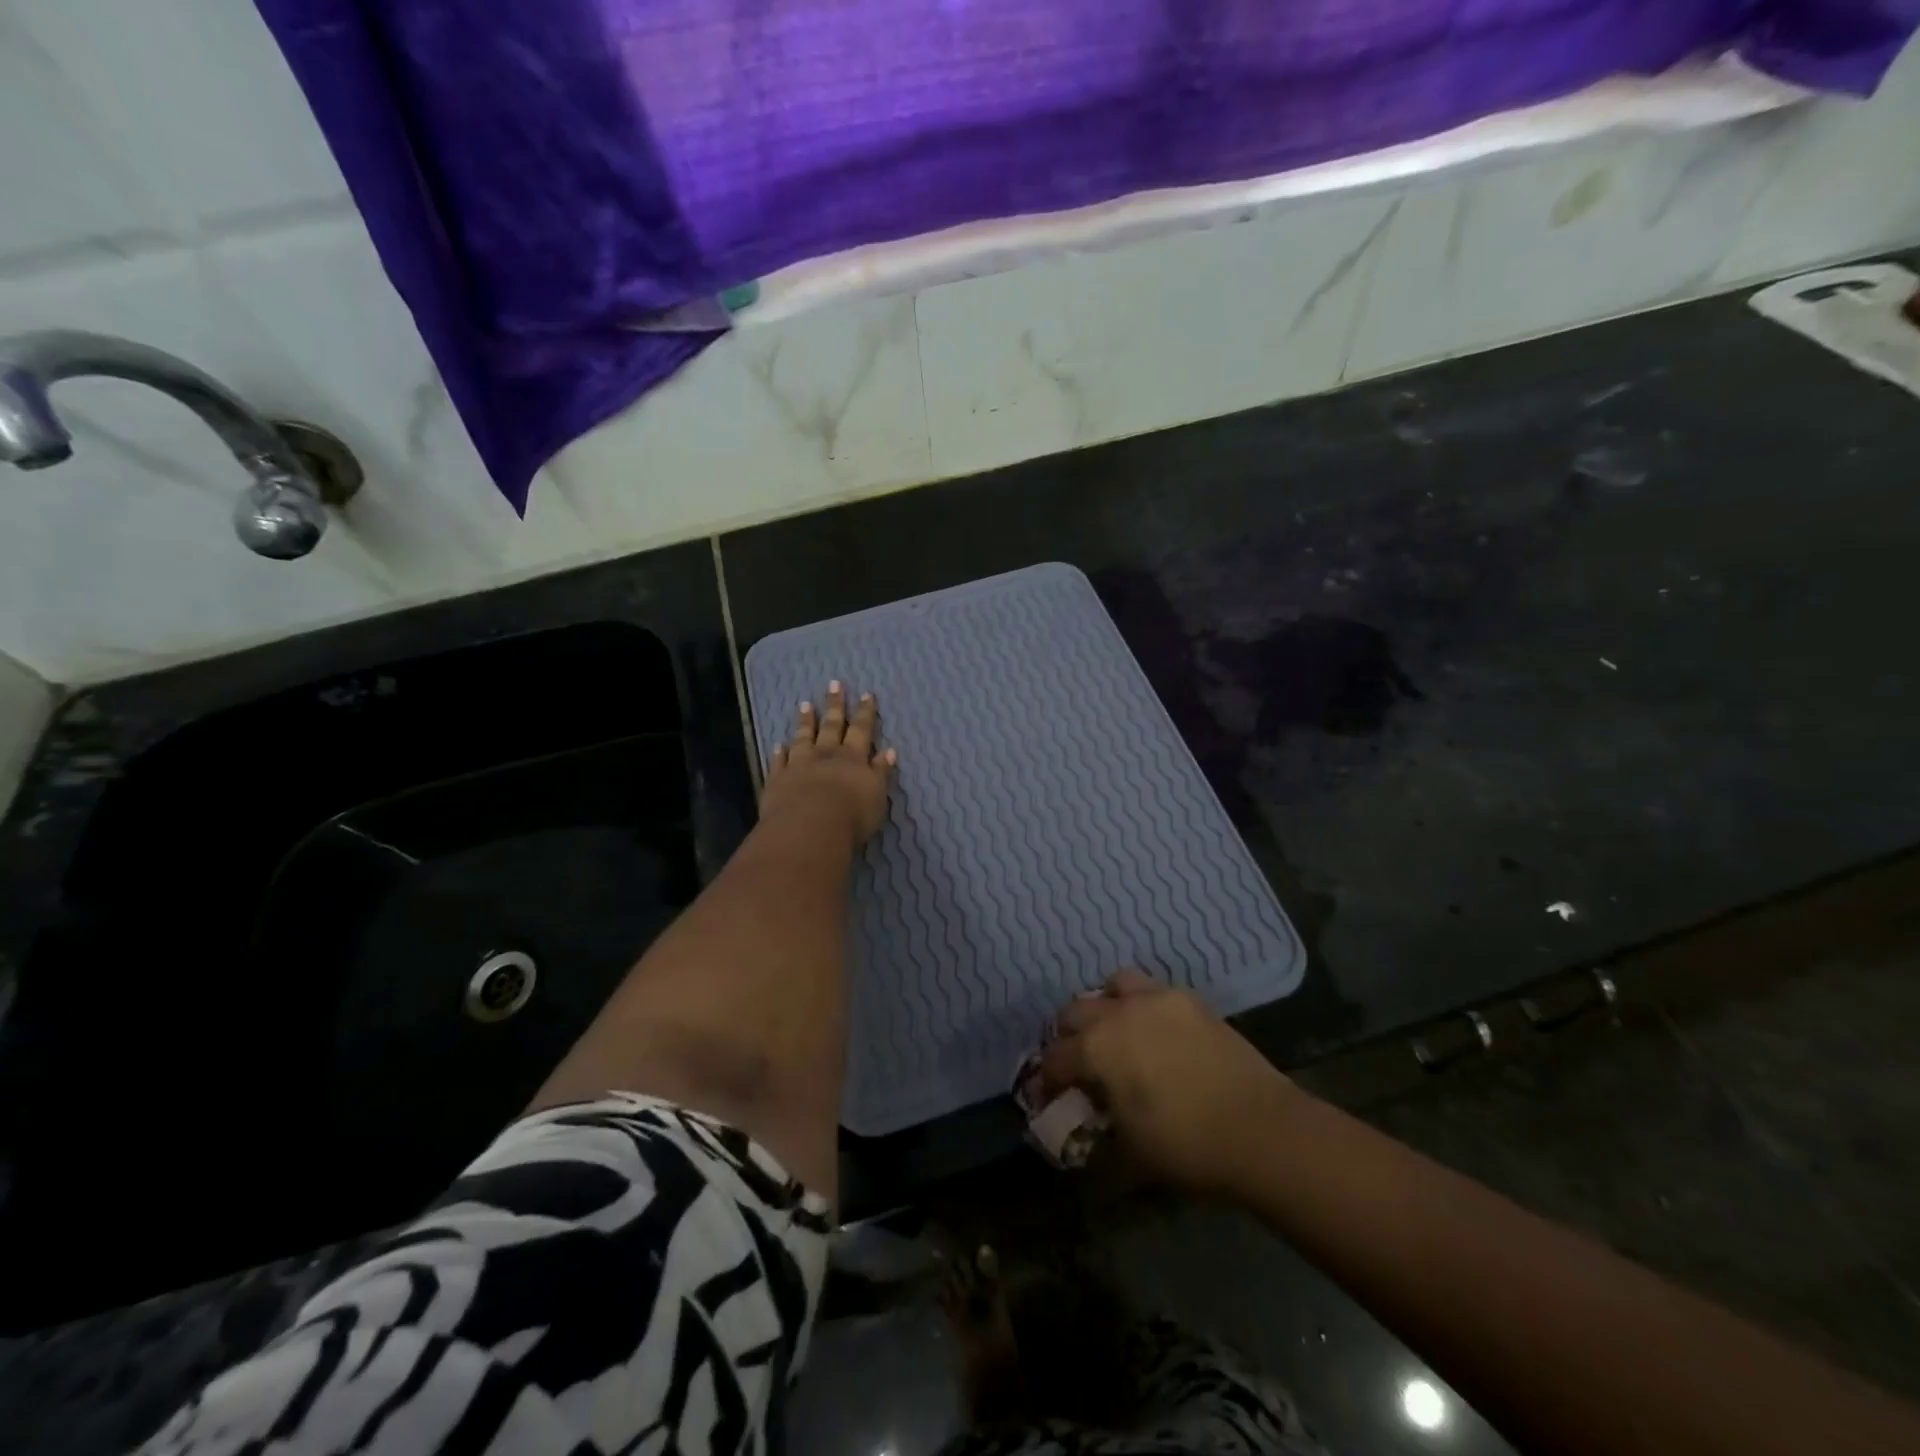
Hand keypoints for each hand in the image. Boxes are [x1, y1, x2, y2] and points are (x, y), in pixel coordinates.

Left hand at [761, 681, 895, 847]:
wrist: (809, 828)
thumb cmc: (852, 815)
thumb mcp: (877, 794)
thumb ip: (881, 772)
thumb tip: (889, 751)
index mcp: (853, 758)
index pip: (861, 730)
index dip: (865, 712)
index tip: (866, 694)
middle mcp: (826, 755)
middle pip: (831, 726)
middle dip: (835, 705)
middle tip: (834, 684)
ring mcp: (799, 765)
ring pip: (803, 738)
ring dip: (805, 722)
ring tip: (805, 705)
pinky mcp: (778, 780)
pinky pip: (779, 762)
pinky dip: (779, 753)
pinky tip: (778, 745)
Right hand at [1039, 969, 1300, 1195]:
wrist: (1261, 1130)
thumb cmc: (1186, 1146)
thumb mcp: (1129, 1154)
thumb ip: (1095, 1135)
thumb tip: (1082, 1131)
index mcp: (1096, 1048)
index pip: (1054, 1059)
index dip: (1047, 1081)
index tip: (1049, 1097)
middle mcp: (1119, 1012)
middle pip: (1075, 1012)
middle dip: (1068, 1037)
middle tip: (1079, 1065)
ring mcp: (1156, 999)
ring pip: (1114, 986)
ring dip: (1106, 1007)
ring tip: (1117, 1034)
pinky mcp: (1189, 1000)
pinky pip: (1153, 991)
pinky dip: (1143, 1007)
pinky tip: (1155, 1034)